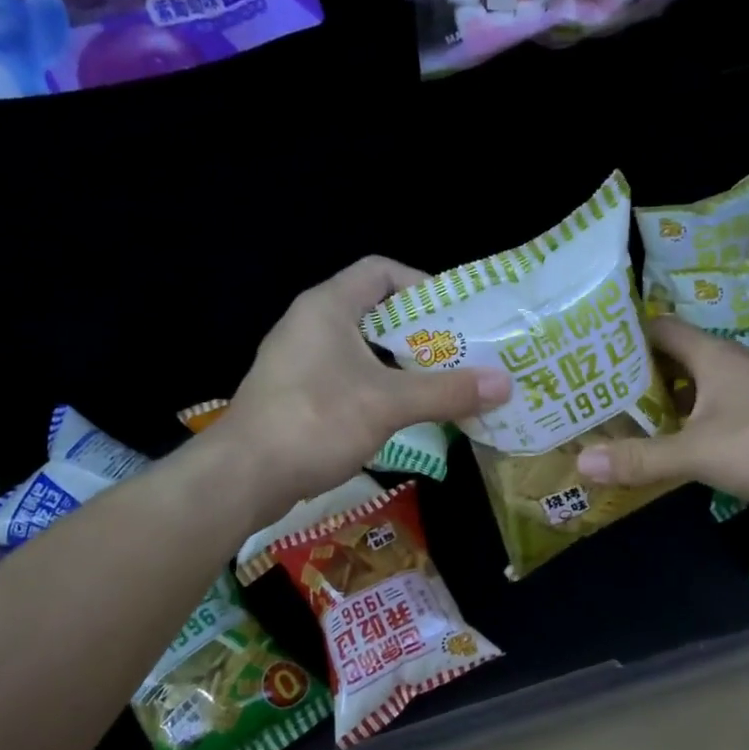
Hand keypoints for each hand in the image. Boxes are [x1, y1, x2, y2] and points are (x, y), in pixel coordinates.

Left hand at [218, 256, 512, 515]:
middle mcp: (310, 324)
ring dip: (400, 364)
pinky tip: (402, 414)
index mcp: (328, 306)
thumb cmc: (316, 421)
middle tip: (459, 354)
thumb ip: (447, 391)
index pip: (381, 271)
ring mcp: (298, 361)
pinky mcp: (294, 394)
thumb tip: (505, 383)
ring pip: (361, 349)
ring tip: (440, 384)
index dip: (421, 285)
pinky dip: (377, 387)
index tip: (454, 316)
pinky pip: (346, 377)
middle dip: (419, 332)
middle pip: (375, 312)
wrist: (242, 477)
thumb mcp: (389, 403)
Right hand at [575, 314, 748, 509]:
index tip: (590, 354)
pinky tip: (678, 447)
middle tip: (598, 395)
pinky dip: (693, 422)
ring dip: (666, 402)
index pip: (659, 328)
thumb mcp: (698, 452)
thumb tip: (582, 463)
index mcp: (712, 355)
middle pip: (675, 359)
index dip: (624, 336)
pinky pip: (718, 410)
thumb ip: (641, 458)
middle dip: (638, 376)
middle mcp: (732, 363)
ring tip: (627, 422)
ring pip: (698, 387)